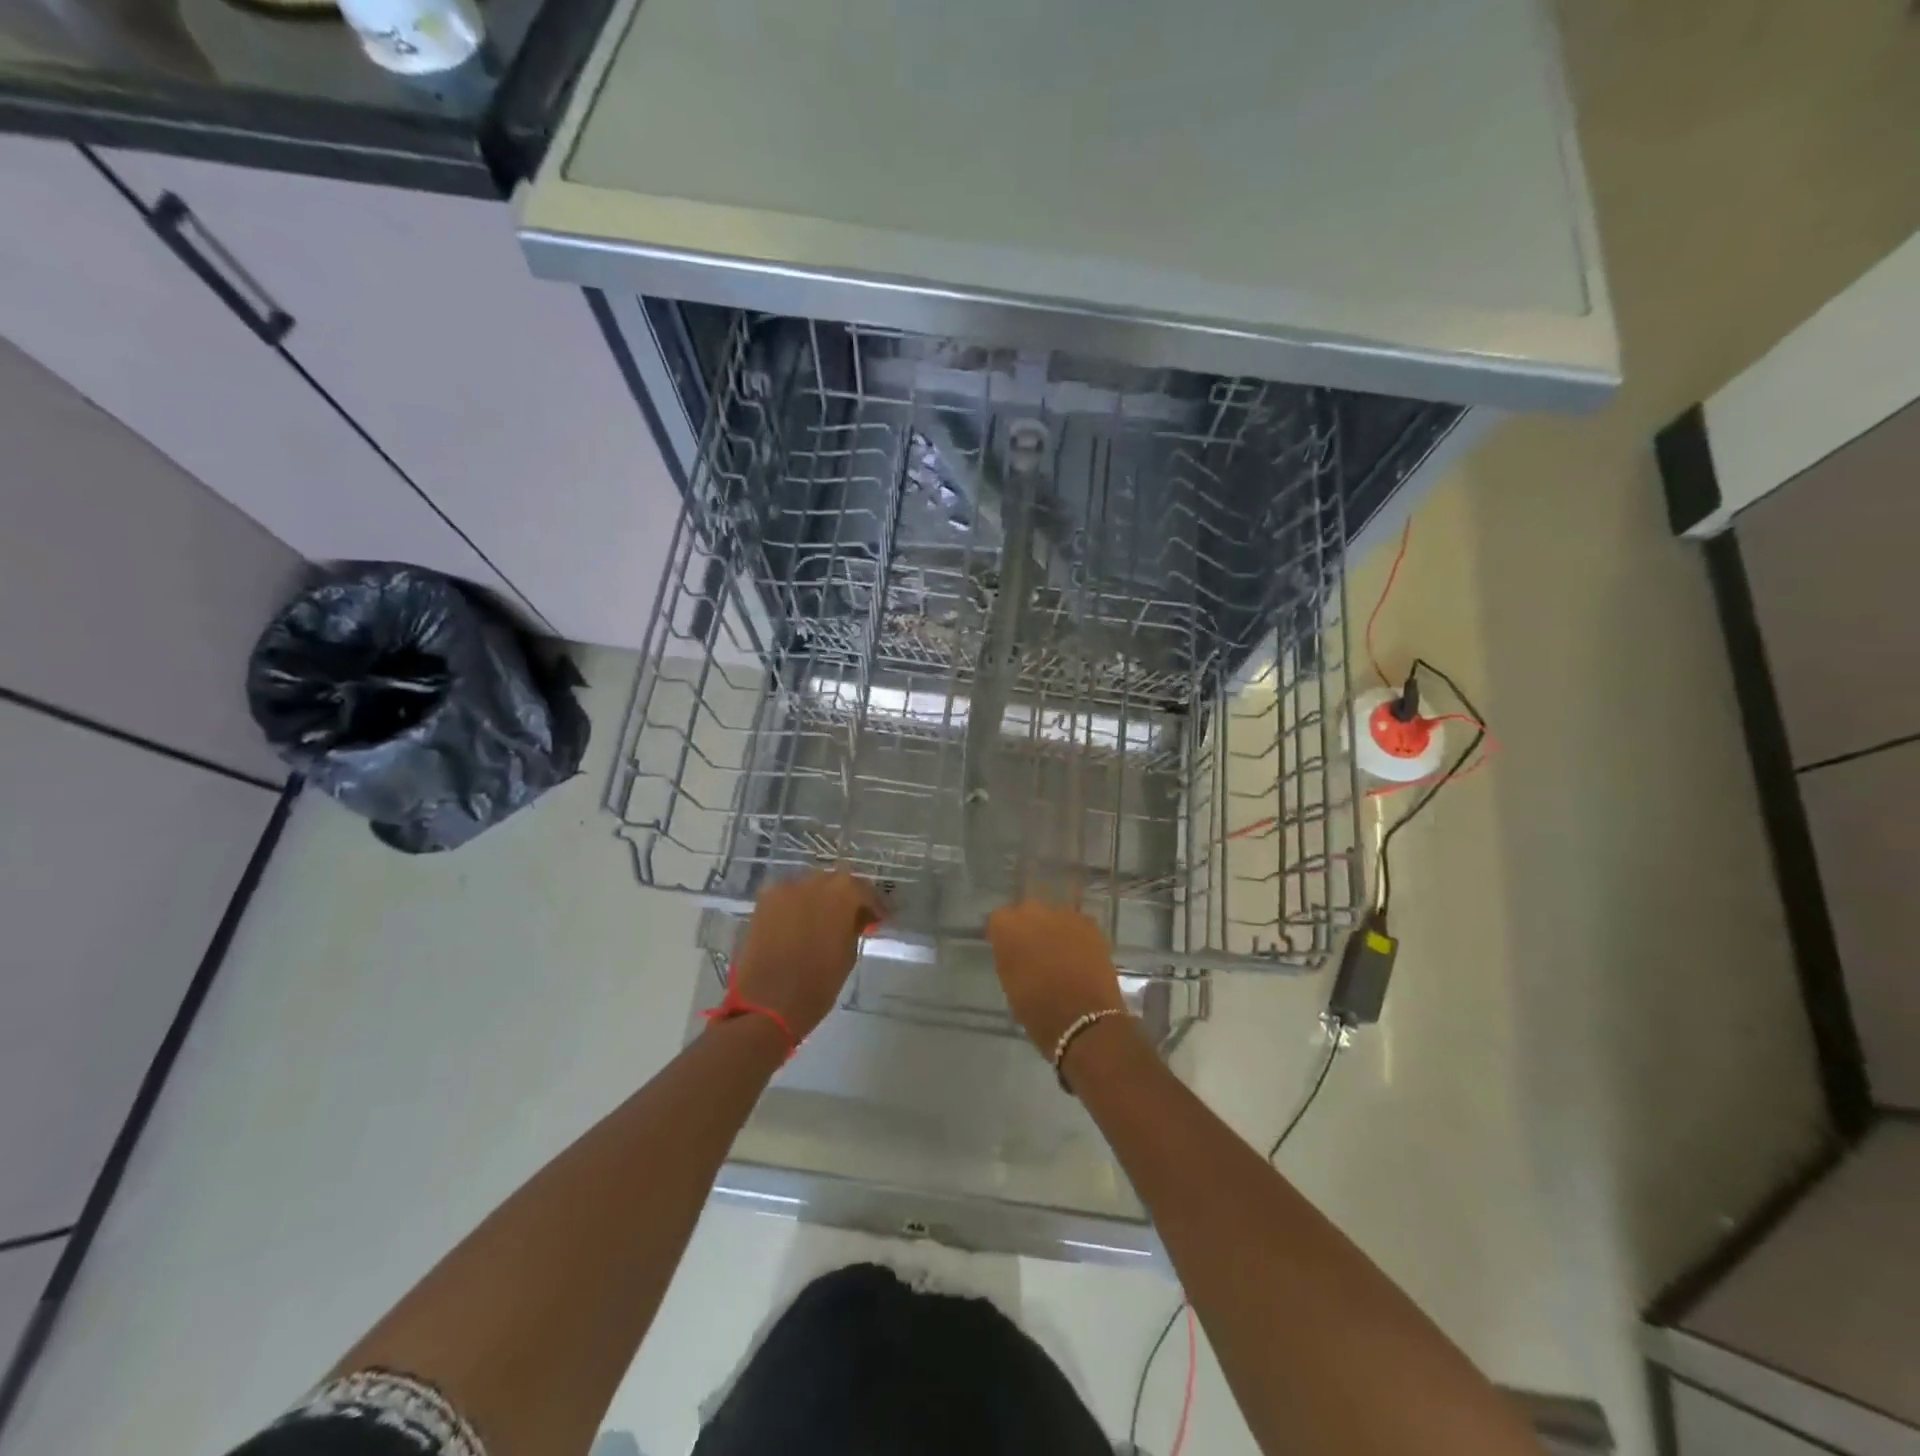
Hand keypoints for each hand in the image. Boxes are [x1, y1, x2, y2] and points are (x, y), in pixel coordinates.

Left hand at [729, 870, 887, 1041]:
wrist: (767, 1004)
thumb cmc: (818, 984)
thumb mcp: (848, 955)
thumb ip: (854, 927)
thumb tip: (856, 918)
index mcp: (843, 892)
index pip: (864, 891)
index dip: (874, 905)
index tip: (880, 919)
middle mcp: (814, 880)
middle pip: (836, 882)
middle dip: (846, 898)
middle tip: (853, 918)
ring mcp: (785, 888)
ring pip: (810, 887)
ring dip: (820, 900)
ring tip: (825, 921)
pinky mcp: (763, 901)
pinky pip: (789, 897)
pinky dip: (798, 906)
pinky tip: (801, 924)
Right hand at [985, 900, 1126, 1056]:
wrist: (1083, 1021)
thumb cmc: (1037, 1010)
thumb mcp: (1010, 982)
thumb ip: (1009, 956)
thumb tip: (1014, 948)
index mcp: (1007, 927)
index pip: (1000, 919)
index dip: (1004, 935)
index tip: (1009, 951)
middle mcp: (1034, 911)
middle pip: (1027, 910)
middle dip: (1029, 926)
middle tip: (1034, 951)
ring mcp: (1064, 915)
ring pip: (1054, 915)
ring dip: (1054, 929)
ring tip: (1060, 954)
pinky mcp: (1090, 924)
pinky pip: (1076, 924)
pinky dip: (1076, 936)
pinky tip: (1079, 955)